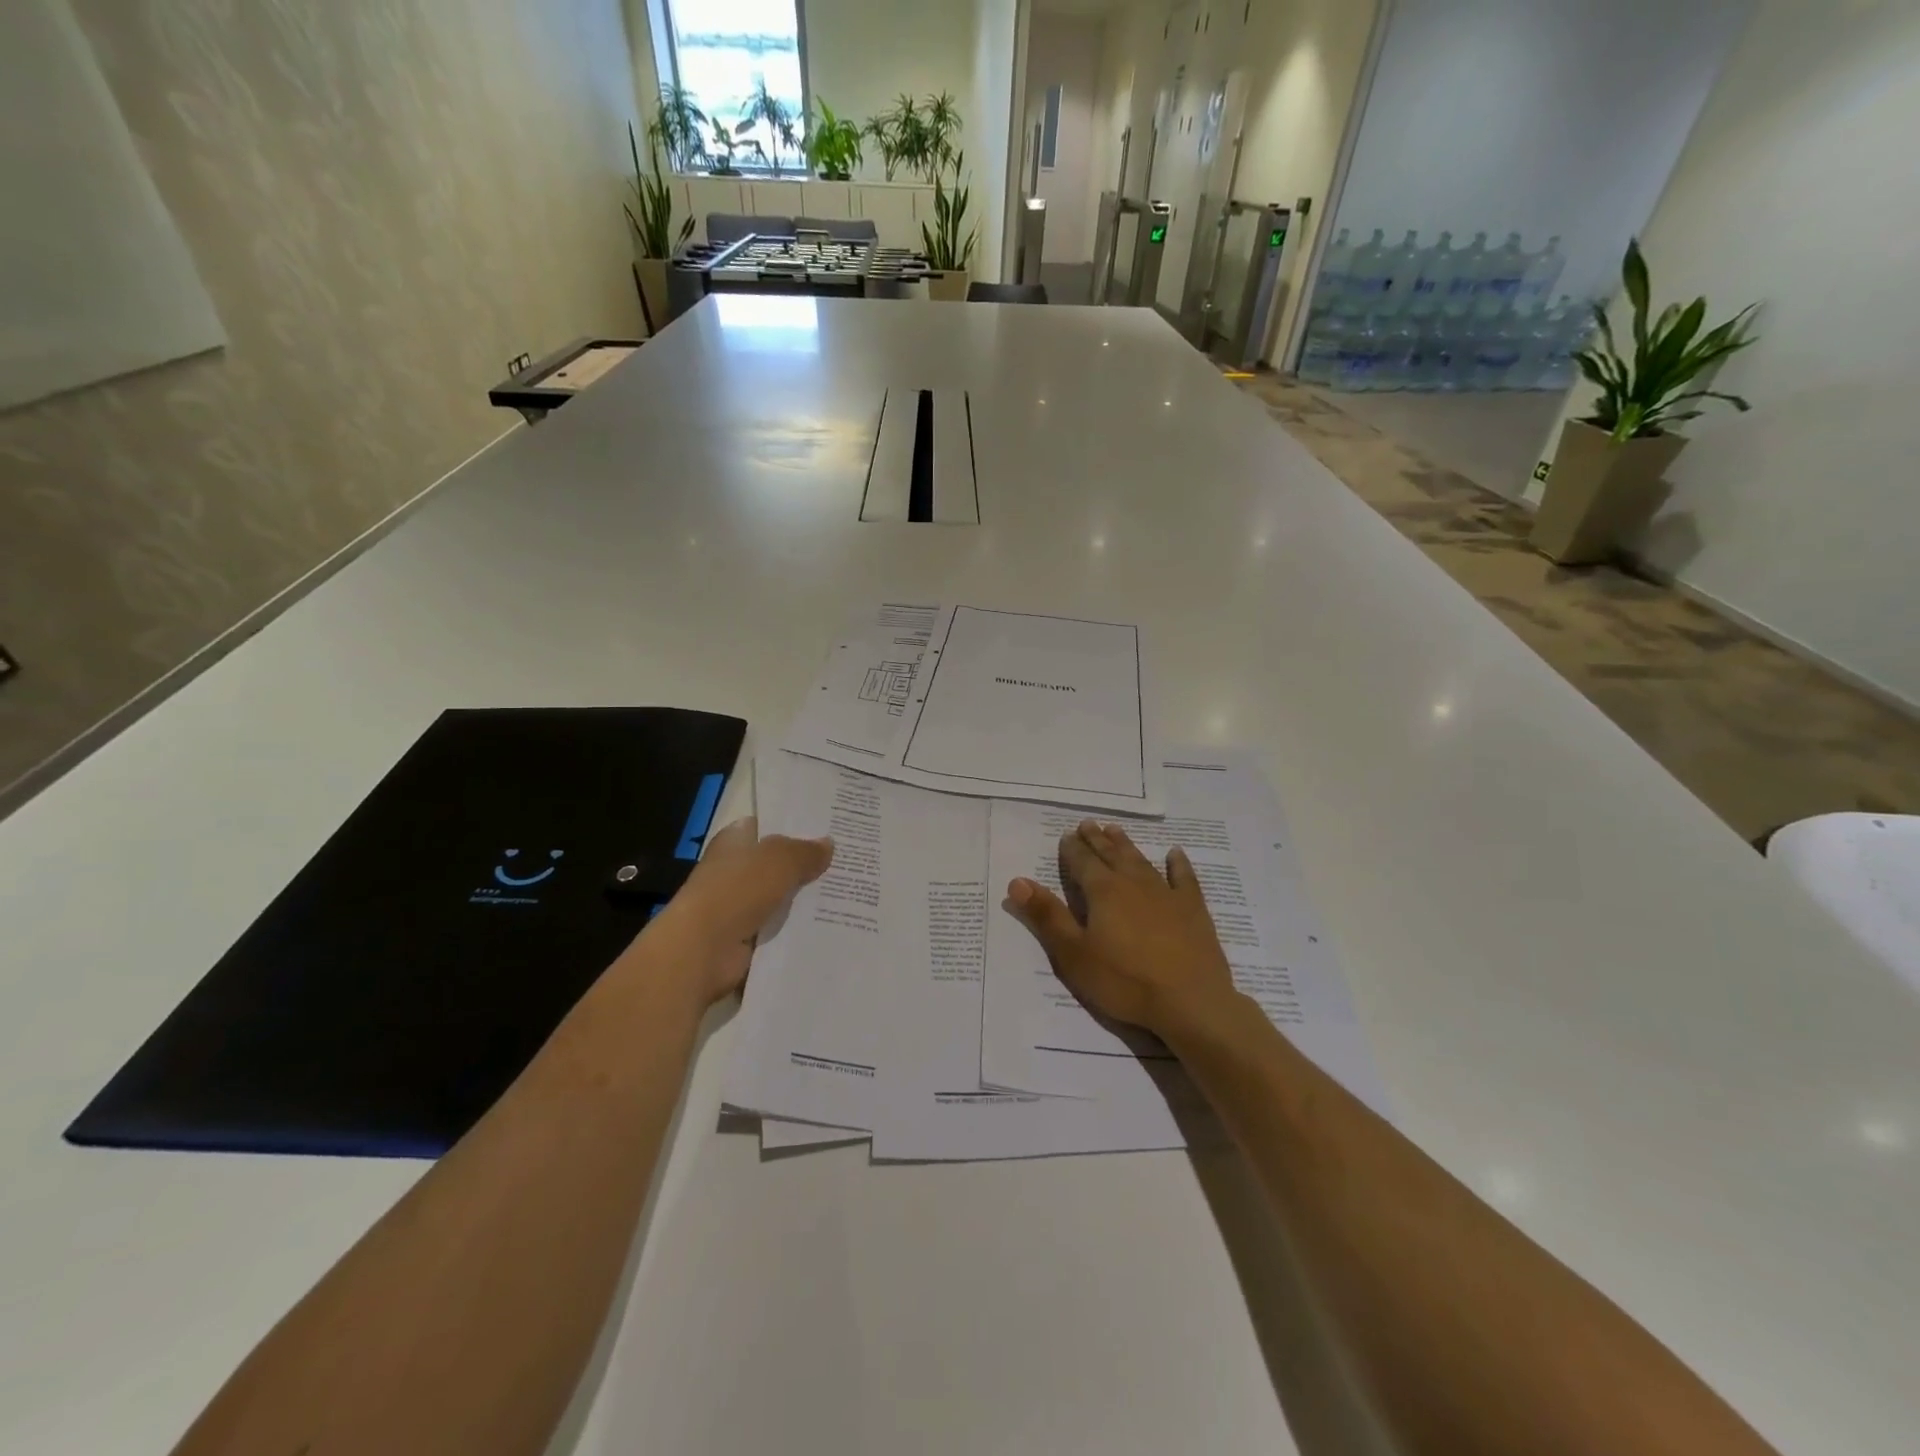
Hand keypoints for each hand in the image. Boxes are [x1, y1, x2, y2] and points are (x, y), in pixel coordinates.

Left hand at [644, 817, 832, 1007]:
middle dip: (809, 863)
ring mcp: (741, 906)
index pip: (767, 826)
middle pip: (779, 863)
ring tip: (850, 892)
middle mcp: (736, 870)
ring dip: (808, 899)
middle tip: (850, 860)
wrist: (703, 950)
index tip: (830, 827)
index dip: (796, 826)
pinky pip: (783, 927)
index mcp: (735, 842)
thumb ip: (805, 852)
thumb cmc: (737, 891)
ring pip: (784, 897)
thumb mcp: (779, 860)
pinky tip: (833, 923)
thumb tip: (828, 845)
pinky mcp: (748, 937)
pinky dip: (802, 928)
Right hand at [1006, 820, 1244, 1041]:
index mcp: (1103, 892)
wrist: (1190, 1002)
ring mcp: (1166, 894)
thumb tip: (1017, 881)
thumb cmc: (1124, 981)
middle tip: (1088, 824)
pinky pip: (1183, 878)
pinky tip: (1174, 854)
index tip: (1066, 835)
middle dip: (1096, 840)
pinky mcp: (1192, 909)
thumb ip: (1047, 916)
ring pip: (1141, 860)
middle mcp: (1133, 883)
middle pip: (1111, 855)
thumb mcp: (1074, 954)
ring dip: (1126, 844)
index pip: (1082, 862)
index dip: (1072, 849)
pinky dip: (1178, 864)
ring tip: (1115, 829)